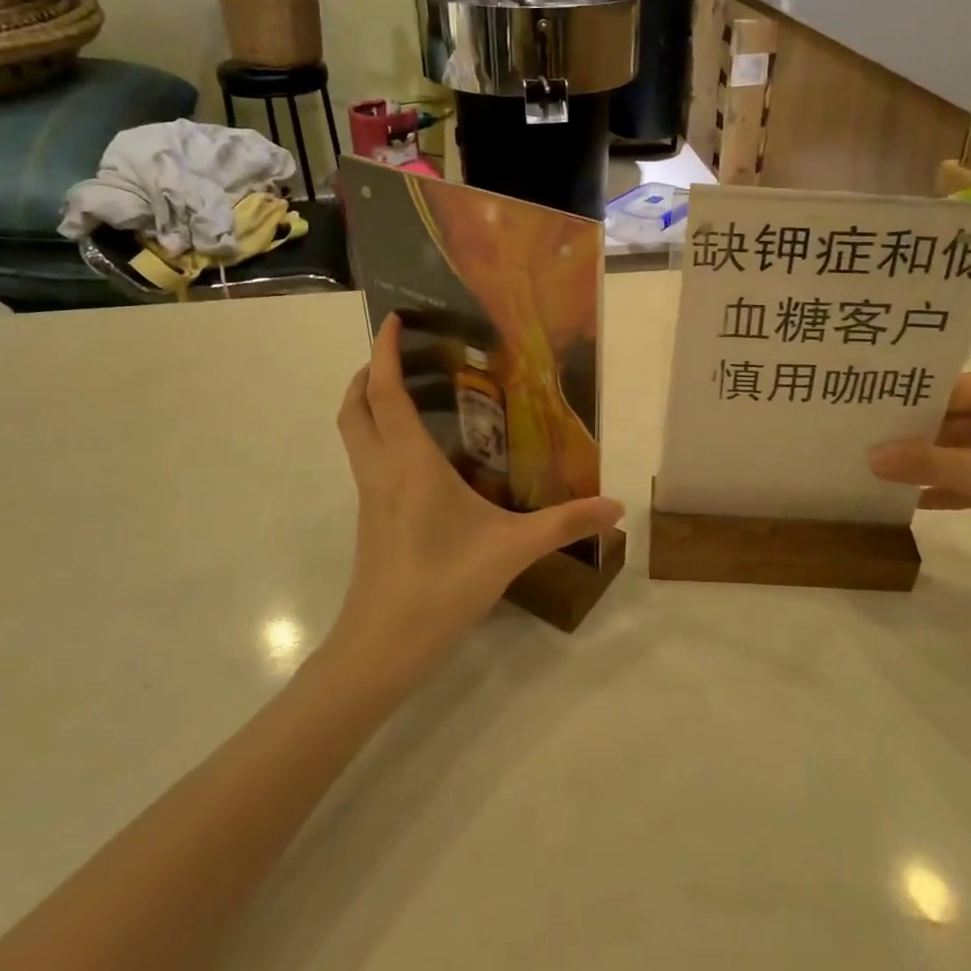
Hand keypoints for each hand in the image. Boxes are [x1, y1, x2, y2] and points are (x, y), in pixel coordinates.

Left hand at [328, 315, 624, 685]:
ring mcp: (369, 498)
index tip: (394, 318)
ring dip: (369, 404)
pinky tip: (421, 455)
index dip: (382, 351)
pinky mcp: (370, 521)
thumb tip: (616, 506)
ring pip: (354, 435)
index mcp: (409, 465)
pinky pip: (367, 460)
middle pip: (354, 407)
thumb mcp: (511, 551)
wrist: (380, 651)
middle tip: (401, 354)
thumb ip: (564, 524)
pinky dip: (380, 436)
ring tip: (411, 392)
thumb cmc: (441, 588)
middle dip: (367, 372)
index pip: (384, 393)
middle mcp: (380, 472)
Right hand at [868, 372, 970, 577]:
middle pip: (955, 417)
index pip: (952, 388)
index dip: (910, 401)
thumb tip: (870, 456)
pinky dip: (951, 485)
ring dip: (929, 464)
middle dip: (914, 436)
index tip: (866, 410)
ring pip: (964, 448)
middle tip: (863, 441)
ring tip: (877, 469)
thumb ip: (927, 463)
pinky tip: (912, 500)